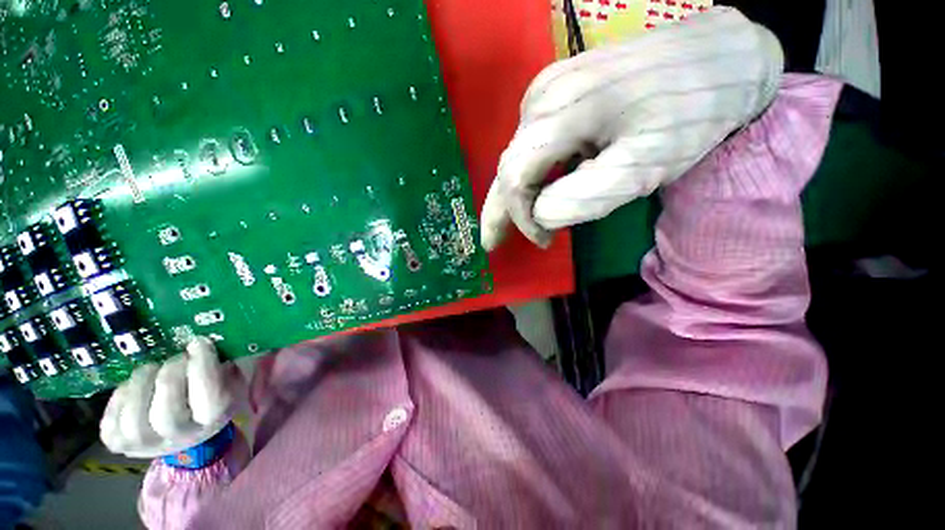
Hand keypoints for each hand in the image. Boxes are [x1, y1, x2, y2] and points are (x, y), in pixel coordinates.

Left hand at [100, 337, 242, 458]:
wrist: (183, 427)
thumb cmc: (209, 393)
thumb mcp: (228, 378)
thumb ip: (225, 364)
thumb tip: (212, 342)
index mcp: (214, 420)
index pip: (210, 401)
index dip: (202, 368)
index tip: (199, 343)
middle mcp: (181, 438)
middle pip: (167, 416)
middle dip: (169, 376)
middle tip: (176, 357)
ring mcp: (146, 445)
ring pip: (134, 421)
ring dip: (140, 385)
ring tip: (151, 369)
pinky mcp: (120, 444)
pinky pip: (112, 423)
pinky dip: (119, 398)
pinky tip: (133, 388)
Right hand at [480, 7, 783, 249]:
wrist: (718, 54)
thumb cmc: (689, 112)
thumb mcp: (645, 165)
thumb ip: (585, 197)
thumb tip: (540, 216)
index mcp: (558, 115)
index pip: (515, 179)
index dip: (521, 218)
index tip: (545, 241)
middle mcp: (540, 100)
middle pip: (507, 168)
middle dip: (501, 211)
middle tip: (492, 243)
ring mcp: (545, 92)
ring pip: (518, 158)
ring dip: (518, 195)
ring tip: (517, 223)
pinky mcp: (556, 93)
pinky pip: (532, 145)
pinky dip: (532, 175)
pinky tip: (540, 190)